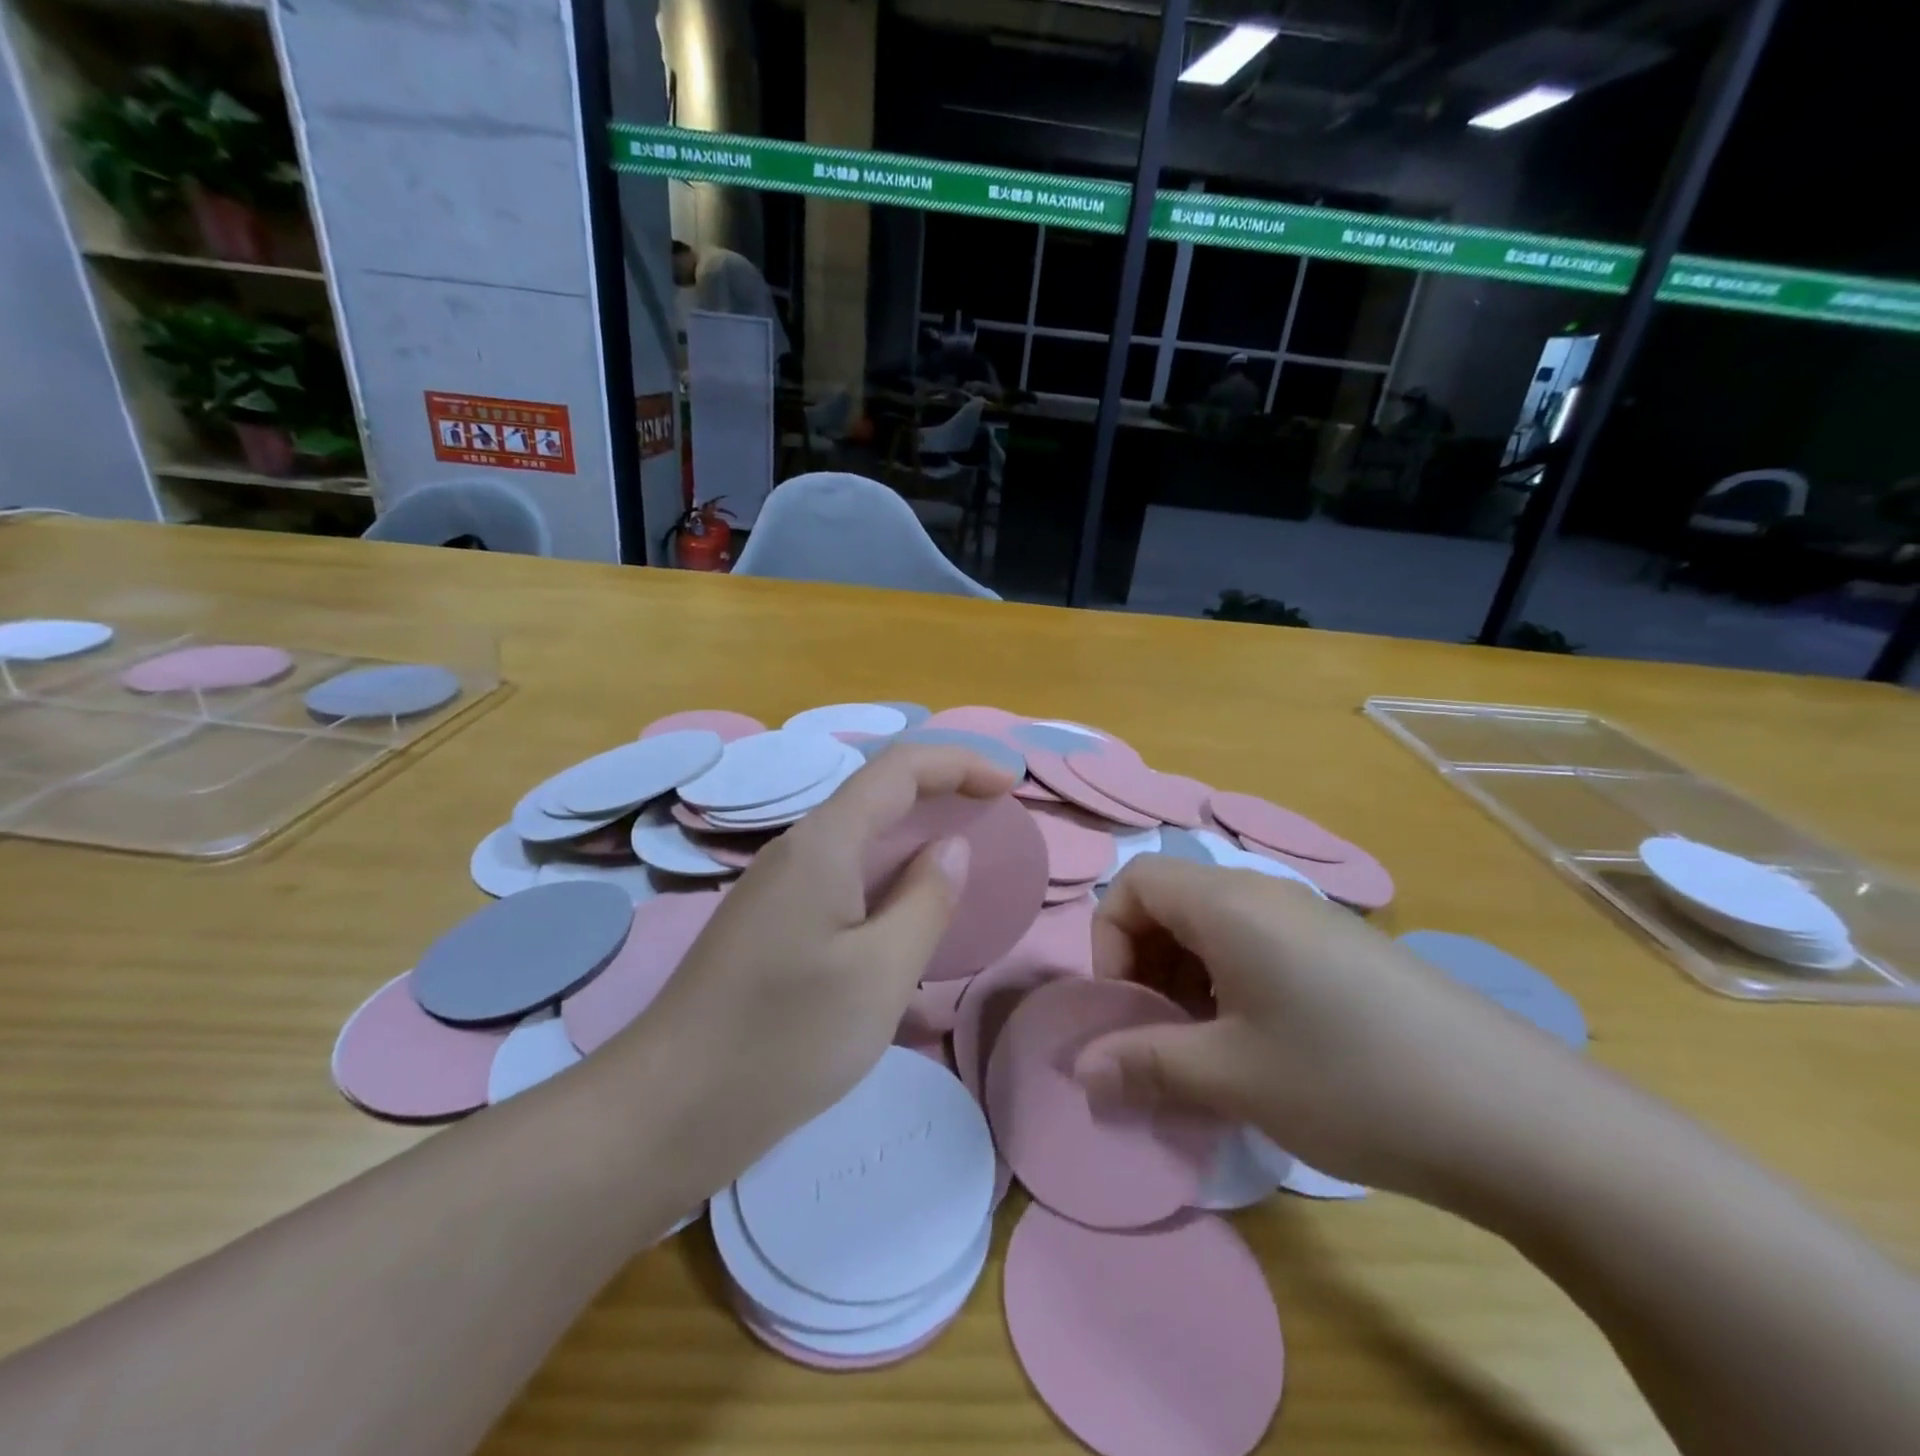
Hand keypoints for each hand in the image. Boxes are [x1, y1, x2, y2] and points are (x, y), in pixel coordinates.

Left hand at [623, 745, 1012, 1186]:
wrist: (670, 1107)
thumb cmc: (786, 1038)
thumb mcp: (881, 973)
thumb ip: (926, 900)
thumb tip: (952, 847)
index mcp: (824, 842)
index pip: (900, 768)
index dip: (959, 763)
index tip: (1009, 784)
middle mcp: (797, 849)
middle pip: (877, 794)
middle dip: (941, 794)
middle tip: (995, 821)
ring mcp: (778, 887)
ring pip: (858, 838)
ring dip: (913, 838)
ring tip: (962, 865)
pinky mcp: (771, 923)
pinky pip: (841, 877)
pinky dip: (886, 878)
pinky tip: (905, 917)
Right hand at [1073, 855, 1586, 1200]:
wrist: (1521, 1119)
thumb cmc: (1350, 1080)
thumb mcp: (1232, 1076)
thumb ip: (1144, 1063)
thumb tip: (1081, 1071)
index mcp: (1229, 903)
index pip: (1134, 883)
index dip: (1109, 941)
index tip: (1127, 1009)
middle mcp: (1265, 895)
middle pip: (1171, 904)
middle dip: (1146, 968)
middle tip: (1161, 1040)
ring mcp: (1311, 921)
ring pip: (1215, 932)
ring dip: (1188, 984)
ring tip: (1208, 1055)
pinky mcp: (1344, 954)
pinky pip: (1259, 951)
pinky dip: (1233, 990)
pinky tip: (1262, 1053)